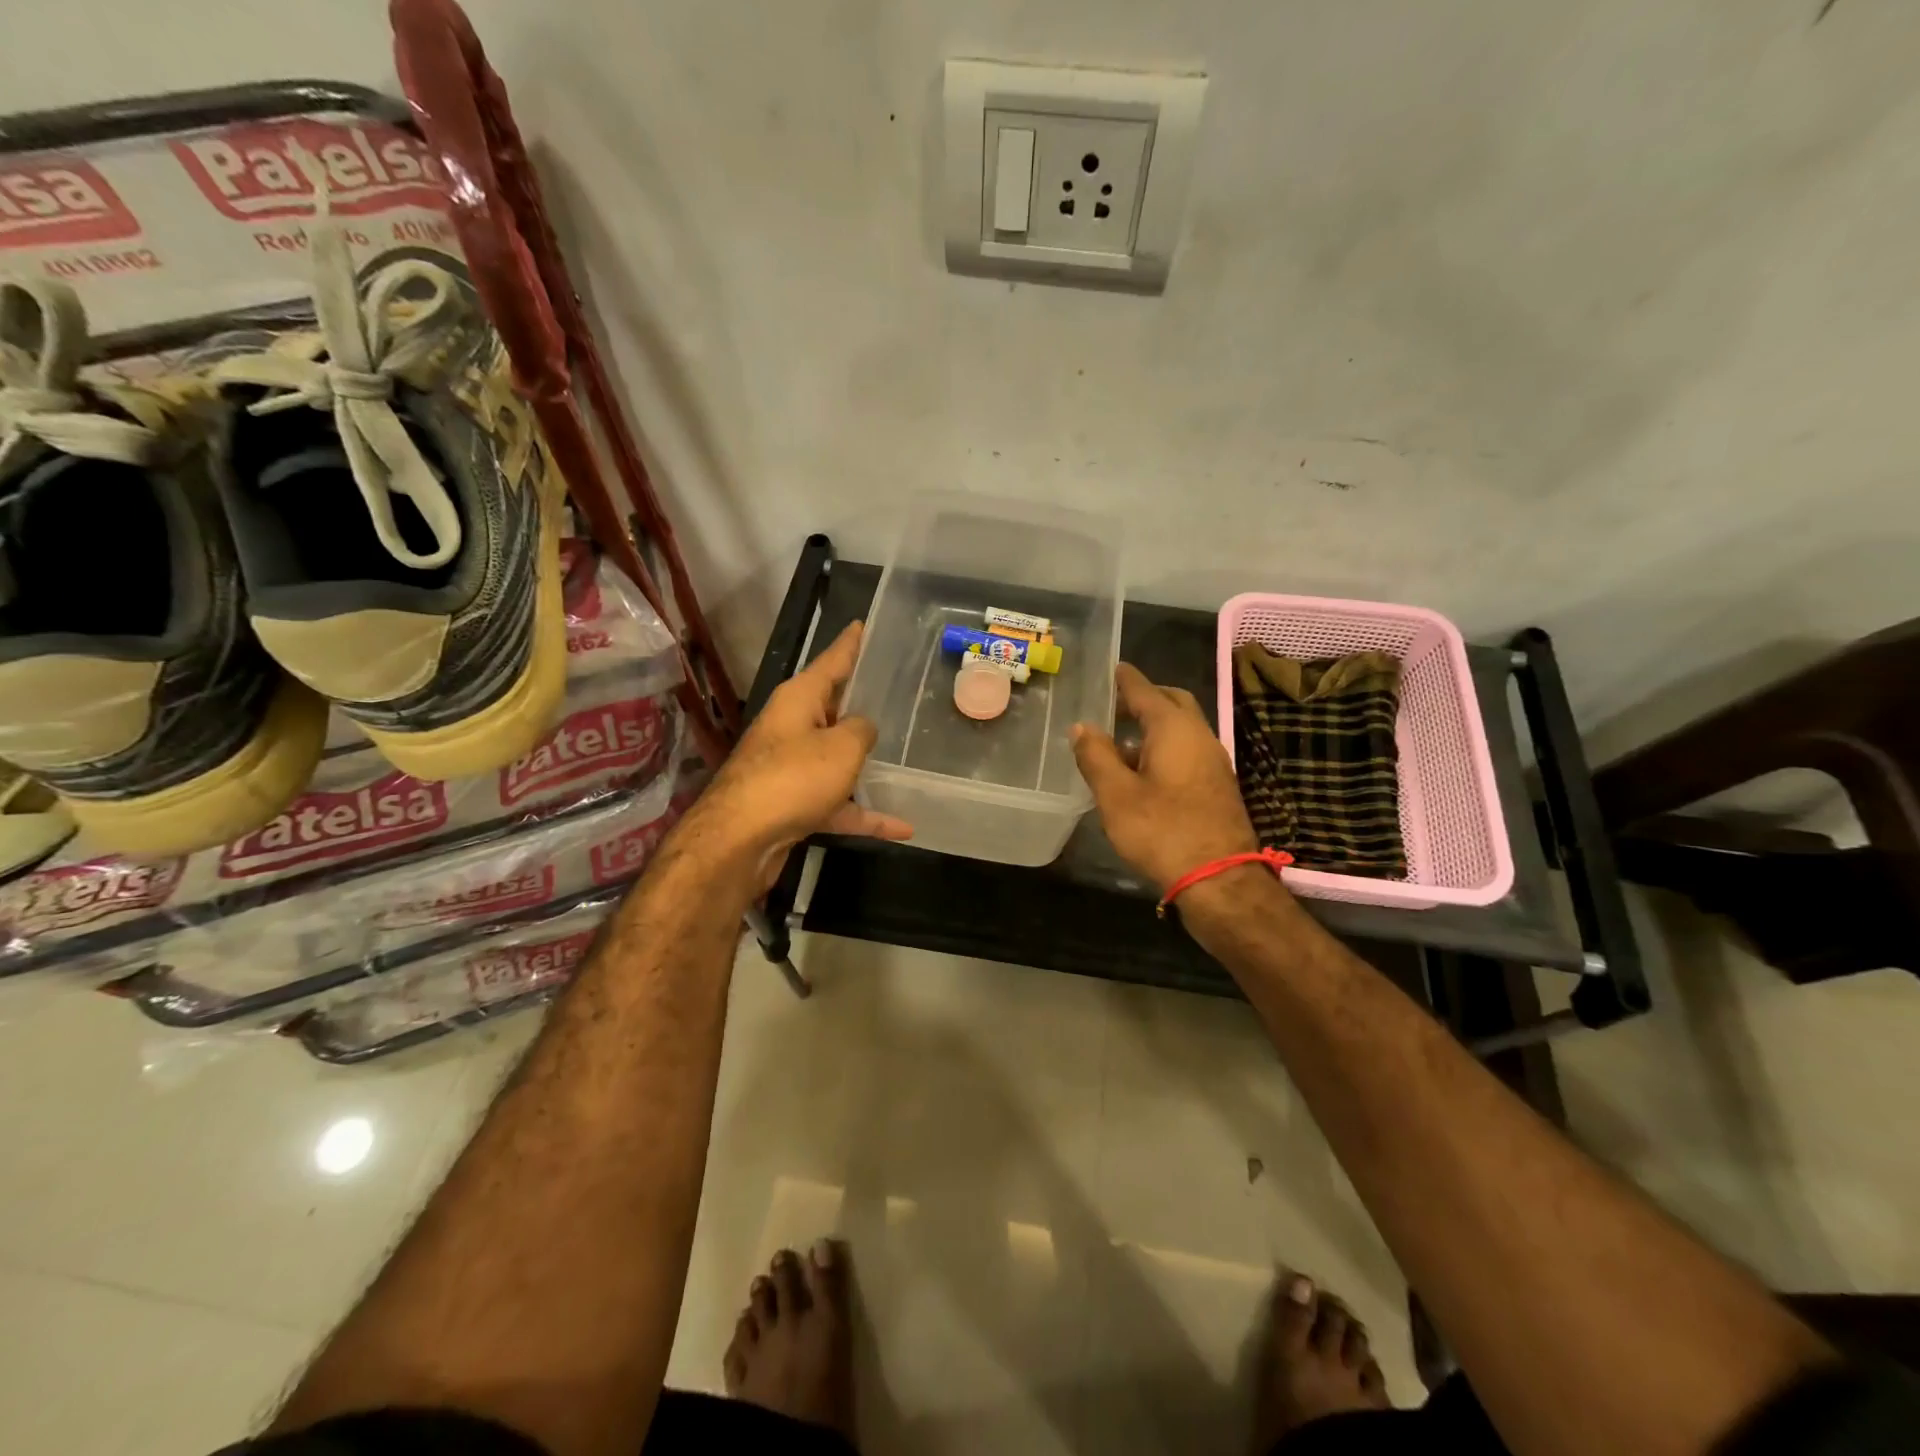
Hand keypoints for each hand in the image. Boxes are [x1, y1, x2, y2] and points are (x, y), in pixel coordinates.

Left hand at [678, 621, 911, 892]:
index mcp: (799, 699)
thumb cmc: (794, 778)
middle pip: (835, 708)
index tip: (864, 624)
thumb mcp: (842, 746)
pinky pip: (837, 802)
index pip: (832, 660)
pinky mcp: (793, 803)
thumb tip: (862, 729)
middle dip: (864, 703)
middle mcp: (792, 726)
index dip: (851, 642)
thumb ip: (862, 730)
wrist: (740, 840)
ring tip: (905, 759)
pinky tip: (901, 827)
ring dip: (867, 764)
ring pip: (837, 758)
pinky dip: (864, 812)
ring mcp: (791, 766)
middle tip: (901, 692)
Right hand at [1071, 662, 1259, 893]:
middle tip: (1114, 704)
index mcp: (1174, 729)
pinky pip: (1187, 751)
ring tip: (1119, 741)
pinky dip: (1164, 748)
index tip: (1112, 668)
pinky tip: (1141, 772)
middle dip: (1145, 698)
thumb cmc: (1162, 831)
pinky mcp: (1216, 786)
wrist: (1219, 880)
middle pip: (1172, 704)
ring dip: (1153, 727)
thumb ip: (1096, 756)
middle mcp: (1199, 737)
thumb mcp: (1116, 795)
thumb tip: (1082, 726)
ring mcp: (1213, 762)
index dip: (1126, 679)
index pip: (1146, 691)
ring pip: (1182, 729)